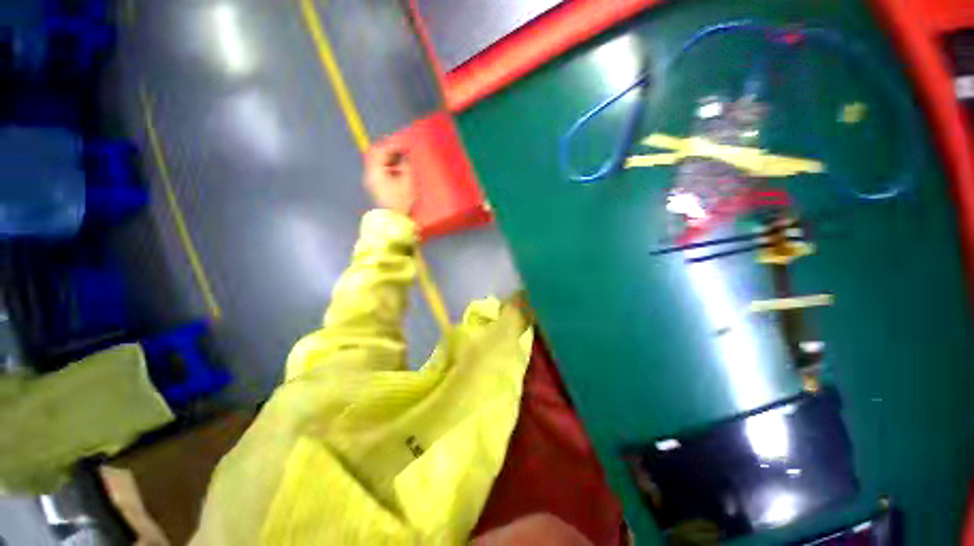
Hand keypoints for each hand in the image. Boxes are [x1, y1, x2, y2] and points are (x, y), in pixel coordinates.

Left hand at [365, 144, 415, 213]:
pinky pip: (380, 170)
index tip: (404, 143)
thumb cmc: (402, 201)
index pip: (382, 150)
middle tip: (403, 147)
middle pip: (377, 154)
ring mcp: (371, 181)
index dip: (393, 144)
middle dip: (389, 149)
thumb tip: (404, 155)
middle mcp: (370, 173)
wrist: (394, 220)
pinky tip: (399, 169)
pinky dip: (389, 166)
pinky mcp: (376, 187)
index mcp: (376, 170)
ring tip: (403, 157)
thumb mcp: (408, 181)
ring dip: (390, 157)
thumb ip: (406, 165)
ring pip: (378, 162)